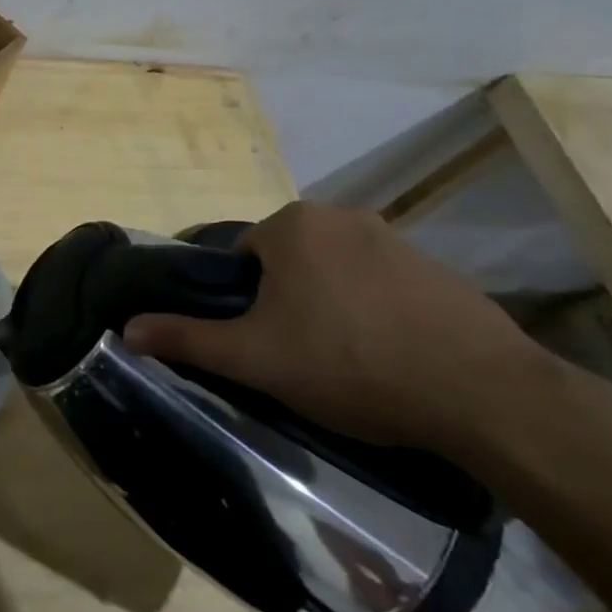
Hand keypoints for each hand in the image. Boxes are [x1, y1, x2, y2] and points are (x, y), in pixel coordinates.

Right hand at [122, 201, 544, 452]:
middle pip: (289, 260)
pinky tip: (391, 358)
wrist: (484, 395)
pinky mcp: (440, 270)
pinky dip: (375, 311)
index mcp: (293, 224)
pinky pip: (383, 284)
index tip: (261, 341)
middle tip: (299, 356)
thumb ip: (188, 338)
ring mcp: (396, 239)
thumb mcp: (256, 357)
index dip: (244, 301)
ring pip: (336, 272)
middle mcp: (342, 215)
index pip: (244, 255)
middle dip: (287, 301)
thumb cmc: (350, 363)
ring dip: (330, 305)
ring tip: (346, 363)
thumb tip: (127, 328)